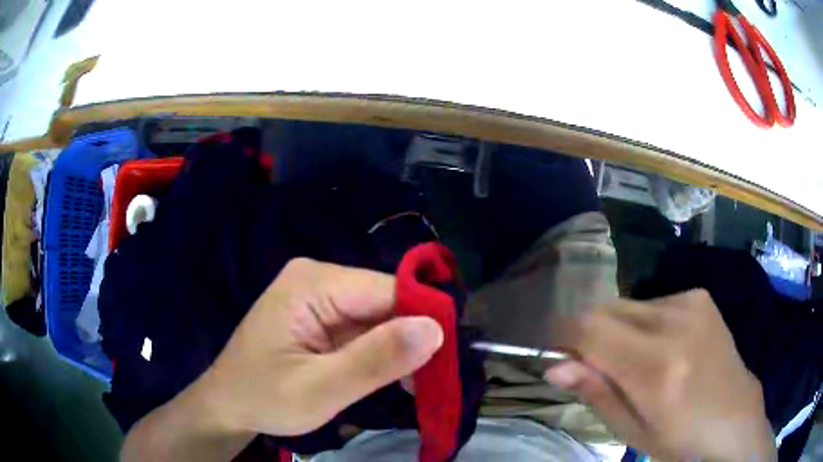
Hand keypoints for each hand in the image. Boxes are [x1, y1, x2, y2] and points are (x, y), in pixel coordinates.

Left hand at [121, 258, 442, 461]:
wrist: (228, 405)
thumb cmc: (264, 398)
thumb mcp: (319, 389)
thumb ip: (375, 360)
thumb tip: (435, 329)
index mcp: (312, 284)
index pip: (388, 290)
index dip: (422, 321)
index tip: (443, 362)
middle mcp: (318, 279)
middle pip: (385, 301)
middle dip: (410, 339)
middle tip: (427, 382)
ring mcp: (319, 297)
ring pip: (380, 316)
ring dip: (398, 349)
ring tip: (413, 385)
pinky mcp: (321, 316)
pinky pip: (365, 328)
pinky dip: (381, 352)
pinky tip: (391, 376)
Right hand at [545, 290, 774, 461]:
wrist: (734, 418)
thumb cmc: (680, 440)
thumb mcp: (632, 431)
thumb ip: (596, 393)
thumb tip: (555, 365)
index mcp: (658, 369)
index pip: (590, 330)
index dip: (563, 337)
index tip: (556, 355)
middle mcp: (675, 323)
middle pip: (606, 310)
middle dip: (590, 336)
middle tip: (597, 369)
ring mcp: (692, 303)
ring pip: (627, 305)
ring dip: (618, 331)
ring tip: (636, 364)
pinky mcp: (700, 296)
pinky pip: (652, 303)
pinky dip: (642, 324)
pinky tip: (662, 348)